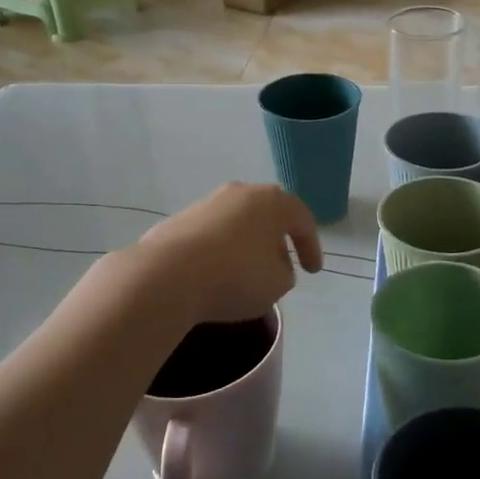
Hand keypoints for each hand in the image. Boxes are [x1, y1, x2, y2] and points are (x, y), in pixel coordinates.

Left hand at [132, 183, 322, 325]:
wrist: (166, 276)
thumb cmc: (235, 276)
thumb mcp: (278, 284)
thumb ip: (285, 272)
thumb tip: (273, 264)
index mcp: (272, 202)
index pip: (302, 221)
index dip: (312, 248)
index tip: (313, 271)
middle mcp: (240, 193)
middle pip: (268, 215)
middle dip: (277, 240)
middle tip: (283, 264)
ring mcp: (207, 204)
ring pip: (238, 223)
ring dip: (247, 245)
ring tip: (248, 273)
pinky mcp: (180, 220)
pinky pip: (212, 235)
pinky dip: (221, 251)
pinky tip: (217, 274)